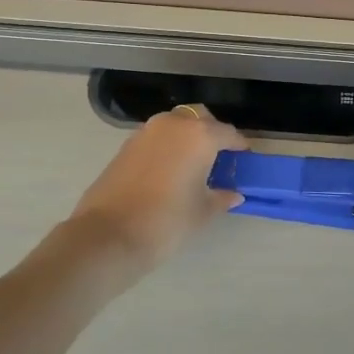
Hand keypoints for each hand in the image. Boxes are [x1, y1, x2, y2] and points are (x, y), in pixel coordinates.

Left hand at [68, 106, 244, 263]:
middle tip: (218, 157)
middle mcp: (173, 125)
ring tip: (192, 164)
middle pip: (200, 118)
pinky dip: (166, 146)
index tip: (244, 156)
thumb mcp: (203, 212)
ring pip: (174, 124)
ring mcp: (146, 132)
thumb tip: (233, 194)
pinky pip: (155, 138)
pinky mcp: (126, 146)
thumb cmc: (167, 221)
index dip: (239, 145)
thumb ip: (221, 198)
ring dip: (186, 137)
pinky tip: (168, 171)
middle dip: (211, 132)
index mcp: (200, 136)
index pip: (228, 133)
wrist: (108, 236)